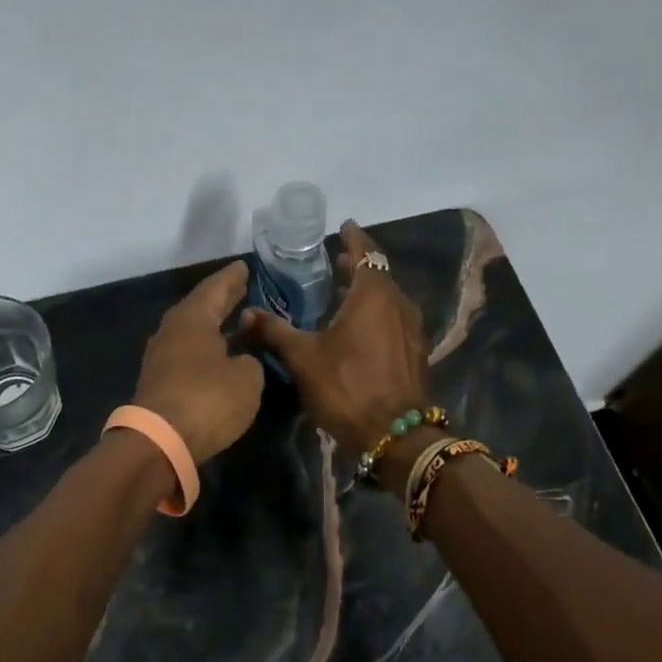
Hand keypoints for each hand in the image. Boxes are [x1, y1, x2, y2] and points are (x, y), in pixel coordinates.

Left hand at [132, 260, 266, 464]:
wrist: (159, 441)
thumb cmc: (208, 400)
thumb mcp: (246, 379)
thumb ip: (250, 360)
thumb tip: (241, 359)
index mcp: (192, 318)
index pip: (216, 288)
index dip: (233, 278)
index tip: (245, 266)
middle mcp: (172, 330)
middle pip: (200, 307)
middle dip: (222, 298)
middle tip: (241, 287)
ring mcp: (161, 356)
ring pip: (192, 331)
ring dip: (212, 324)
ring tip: (234, 319)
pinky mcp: (158, 381)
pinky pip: (187, 352)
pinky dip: (204, 347)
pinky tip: (218, 352)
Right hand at [241, 222, 430, 454]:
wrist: (396, 435)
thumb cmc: (347, 387)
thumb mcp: (303, 358)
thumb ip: (275, 331)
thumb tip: (246, 312)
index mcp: (373, 295)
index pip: (366, 252)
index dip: (353, 238)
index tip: (343, 227)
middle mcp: (398, 303)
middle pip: (378, 273)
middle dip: (357, 265)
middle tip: (334, 261)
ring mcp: (411, 328)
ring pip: (388, 297)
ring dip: (367, 290)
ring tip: (341, 293)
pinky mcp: (414, 351)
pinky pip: (394, 318)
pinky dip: (376, 312)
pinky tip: (358, 328)